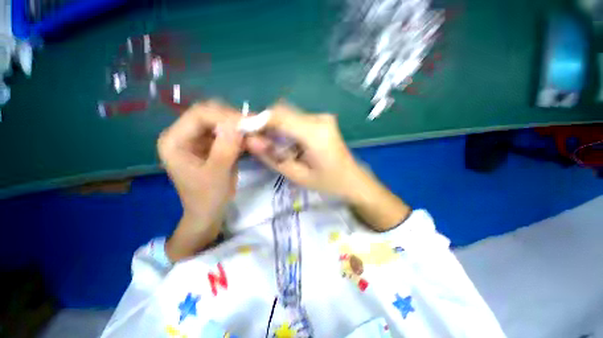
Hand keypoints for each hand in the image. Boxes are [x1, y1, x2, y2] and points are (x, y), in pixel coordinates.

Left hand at [157, 101, 241, 260]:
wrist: (209, 211)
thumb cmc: (208, 197)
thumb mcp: (217, 174)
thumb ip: (225, 149)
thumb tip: (237, 125)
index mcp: (174, 141)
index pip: (199, 115)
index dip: (225, 116)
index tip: (249, 124)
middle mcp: (183, 134)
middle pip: (209, 114)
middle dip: (232, 119)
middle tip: (253, 126)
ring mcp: (197, 139)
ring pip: (220, 122)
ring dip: (238, 126)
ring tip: (255, 132)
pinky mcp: (210, 144)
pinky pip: (226, 133)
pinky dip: (239, 135)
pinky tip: (250, 139)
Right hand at [245, 103, 365, 200]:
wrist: (353, 179)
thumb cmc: (328, 182)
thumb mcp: (297, 175)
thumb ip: (272, 158)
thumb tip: (250, 141)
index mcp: (315, 133)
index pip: (279, 116)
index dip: (258, 121)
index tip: (244, 132)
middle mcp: (319, 119)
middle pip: (282, 112)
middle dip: (266, 125)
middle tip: (259, 143)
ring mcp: (322, 117)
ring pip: (288, 114)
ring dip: (276, 127)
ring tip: (273, 147)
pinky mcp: (322, 120)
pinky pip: (297, 119)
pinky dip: (286, 128)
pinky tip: (287, 144)